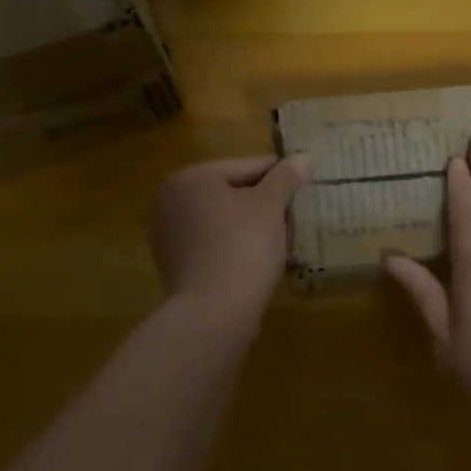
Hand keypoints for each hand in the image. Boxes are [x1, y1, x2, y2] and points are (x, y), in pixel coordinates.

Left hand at [149, 155, 312, 321]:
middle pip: (229, 192)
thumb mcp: (271, 205)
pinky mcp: (172, 266)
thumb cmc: (243, 245)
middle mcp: (169, 201)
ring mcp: (167, 235)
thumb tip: (303, 158)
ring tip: (279, 235)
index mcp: (190, 178)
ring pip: (220, 219)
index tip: (303, 182)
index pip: (244, 167)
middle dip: (261, 201)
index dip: (277, 175)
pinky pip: (211, 244)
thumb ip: (286, 177)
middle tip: (293, 211)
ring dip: (247, 224)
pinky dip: (232, 245)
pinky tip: (256, 257)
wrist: (215, 312)